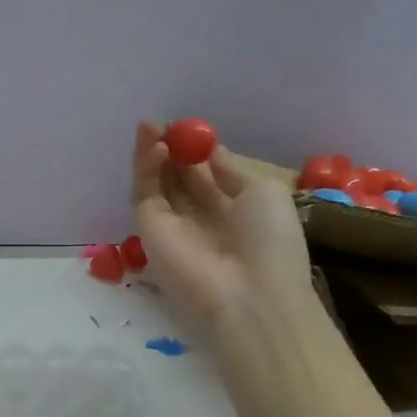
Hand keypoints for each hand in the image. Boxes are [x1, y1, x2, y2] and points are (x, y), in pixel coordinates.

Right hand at [132, 121, 314, 332]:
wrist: (251, 294)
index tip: (190, 128)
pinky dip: (147, 168)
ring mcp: (172, 224)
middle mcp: (199, 217)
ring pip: (156, 182)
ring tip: (150, 125)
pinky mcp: (149, 229)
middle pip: (176, 177)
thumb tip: (211, 154)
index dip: (196, 151)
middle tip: (162, 123)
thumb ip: (230, 171)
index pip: (205, 176)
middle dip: (170, 148)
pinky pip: (145, 193)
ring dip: (152, 153)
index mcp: (232, 211)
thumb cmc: (271, 242)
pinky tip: (156, 146)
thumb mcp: (264, 193)